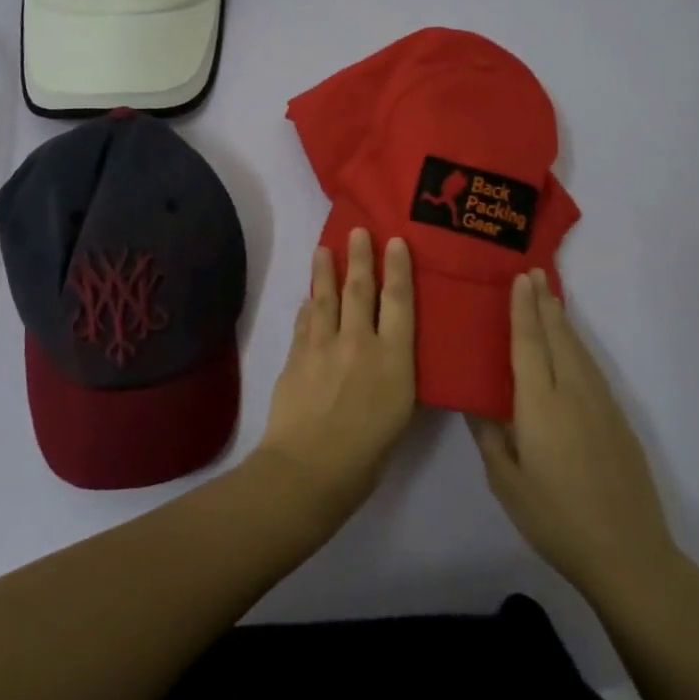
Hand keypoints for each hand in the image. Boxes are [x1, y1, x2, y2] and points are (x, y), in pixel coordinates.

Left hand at [255, 228, 416, 518]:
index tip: (395, 241)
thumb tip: (392, 356)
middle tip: (358, 231)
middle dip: (360, 257)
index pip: (399, 301)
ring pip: (326, 298)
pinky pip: (304, 321)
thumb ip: (397, 378)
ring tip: (324, 249)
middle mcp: (359, 341)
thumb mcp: (400, 415)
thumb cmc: (367, 454)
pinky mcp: (297, 355)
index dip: (398, 269)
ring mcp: (324, 345)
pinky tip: (308, 298)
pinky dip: (308, 306)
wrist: (309, 468)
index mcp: (393, 358)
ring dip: (326, 271)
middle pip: (360, 289)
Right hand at [468, 270, 681, 603]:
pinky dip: (578, 347)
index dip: (523, 309)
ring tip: (551, 299)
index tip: (520, 278)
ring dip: (563, 322)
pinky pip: (593, 370)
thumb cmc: (555, 519)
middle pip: (558, 338)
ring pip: (579, 351)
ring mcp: (602, 406)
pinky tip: (573, 349)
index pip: (529, 344)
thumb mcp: (506, 482)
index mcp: (541, 406)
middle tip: (534, 274)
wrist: (627, 553)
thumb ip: (489, 435)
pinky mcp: (618, 421)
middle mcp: (574, 395)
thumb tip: (473, 399)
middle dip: (544, 304)